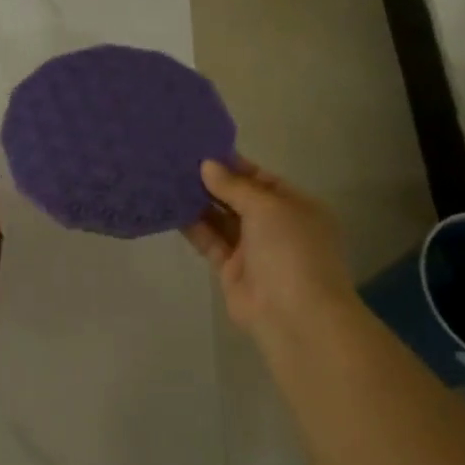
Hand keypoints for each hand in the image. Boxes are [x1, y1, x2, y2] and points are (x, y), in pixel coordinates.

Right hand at [184, 158, 358, 349]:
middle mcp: (275, 226)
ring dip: (198, 202)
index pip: (262, 179)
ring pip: (221, 219)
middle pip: (239, 198)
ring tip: (168, 180)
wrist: (294, 315)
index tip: (201, 149)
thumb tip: (206, 165)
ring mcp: (253, 249)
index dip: (234, 165)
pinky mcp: (230, 269)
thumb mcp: (268, 208)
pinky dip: (192, 227)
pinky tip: (170, 209)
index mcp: (296, 206)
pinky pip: (209, 241)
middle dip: (212, 182)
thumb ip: (235, 186)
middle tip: (178, 162)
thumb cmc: (291, 250)